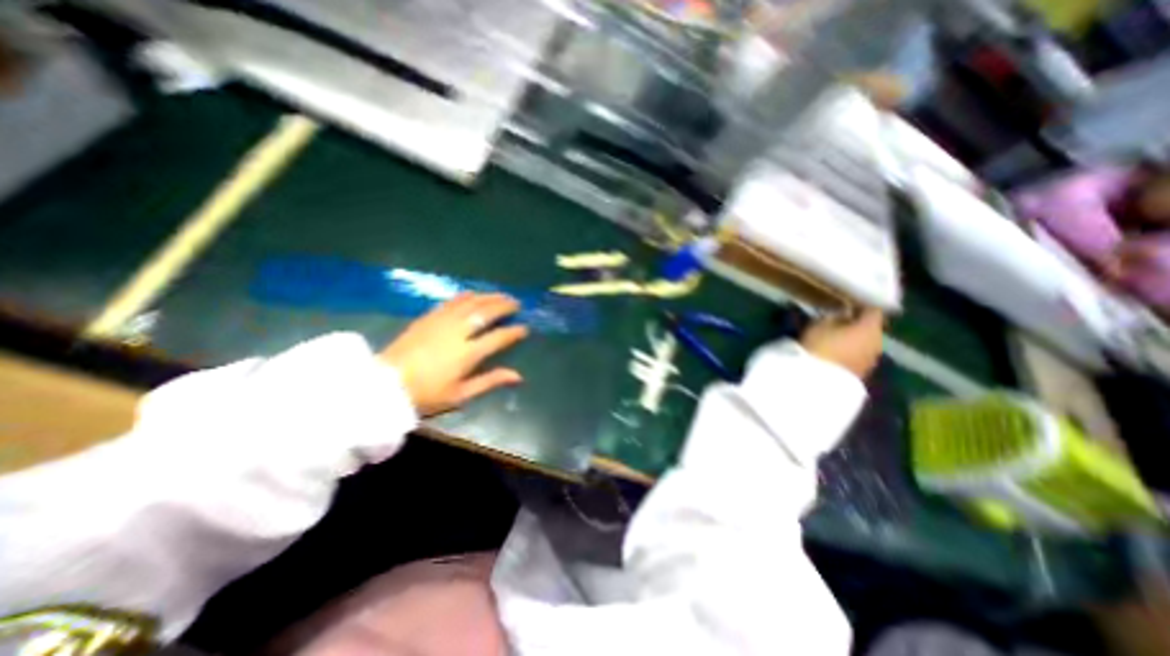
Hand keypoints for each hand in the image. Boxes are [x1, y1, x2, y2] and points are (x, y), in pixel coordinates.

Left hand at [379, 293, 531, 413]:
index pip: (498, 337)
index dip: (514, 332)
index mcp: (467, 354)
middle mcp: (457, 332)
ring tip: (501, 296)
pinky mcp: (427, 318)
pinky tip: (474, 294)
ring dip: (489, 297)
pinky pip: (451, 301)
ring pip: (470, 303)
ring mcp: (441, 322)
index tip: (524, 328)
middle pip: (486, 313)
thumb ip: (490, 381)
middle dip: (504, 306)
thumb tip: (518, 376)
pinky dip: (466, 296)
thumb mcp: (461, 395)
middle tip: (516, 304)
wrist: (384, 386)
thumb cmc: (425, 395)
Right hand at [807, 308, 886, 376]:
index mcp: (870, 327)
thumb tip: (842, 314)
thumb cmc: (819, 345)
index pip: (873, 310)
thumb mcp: (820, 324)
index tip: (846, 304)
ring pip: (866, 343)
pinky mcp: (863, 372)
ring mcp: (872, 359)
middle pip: (871, 328)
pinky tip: (837, 353)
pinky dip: (851, 352)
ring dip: (854, 340)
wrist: (818, 379)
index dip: (860, 306)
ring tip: (836, 339)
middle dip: (857, 324)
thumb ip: (834, 316)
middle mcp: (878, 342)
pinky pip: (860, 356)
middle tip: (839, 322)